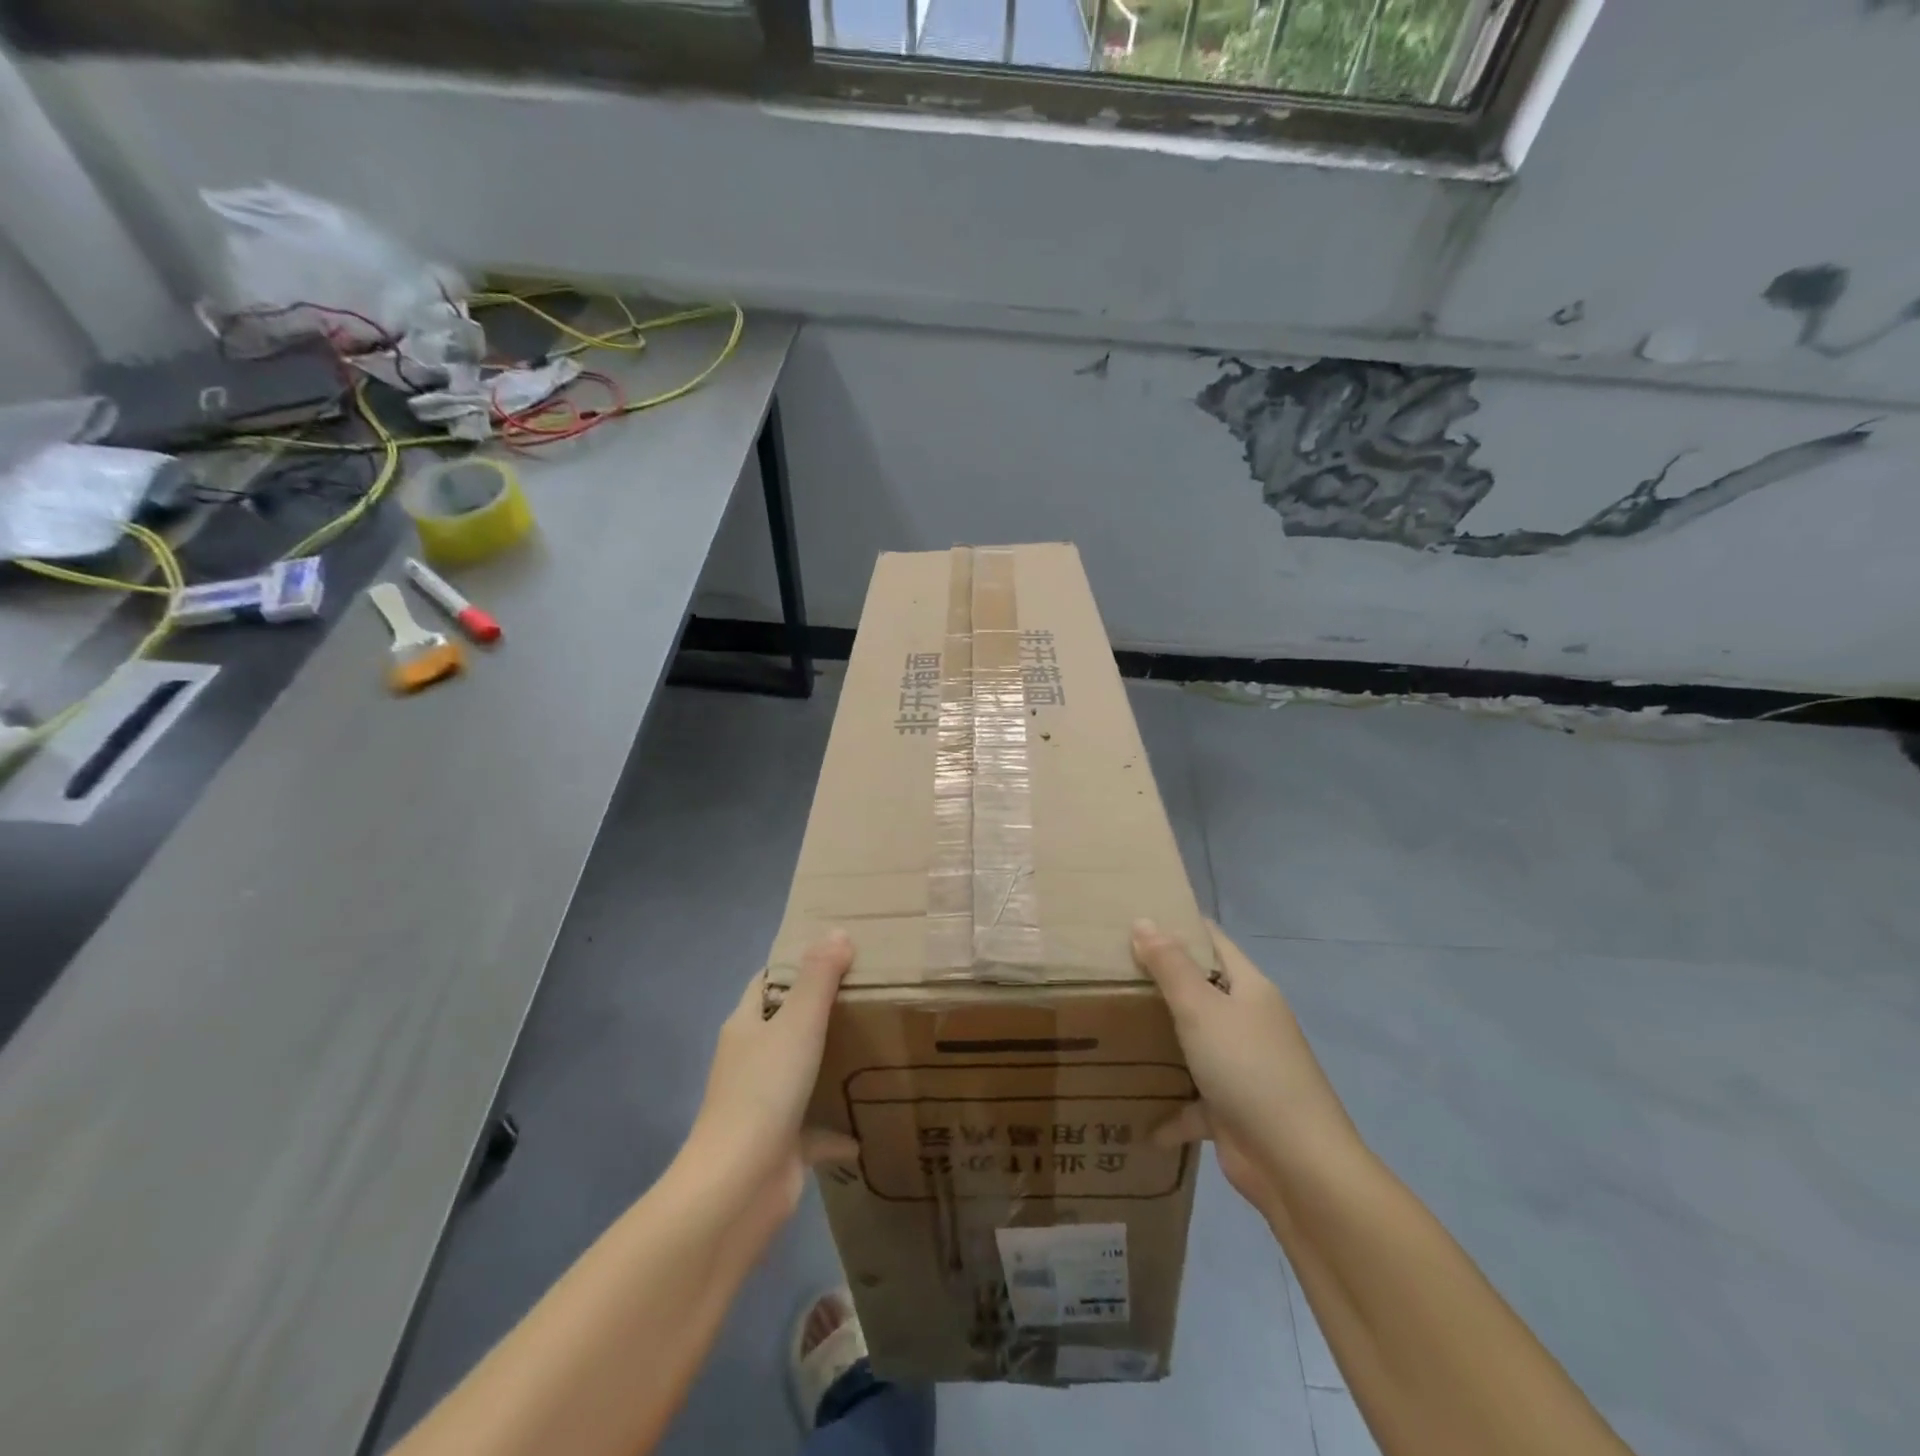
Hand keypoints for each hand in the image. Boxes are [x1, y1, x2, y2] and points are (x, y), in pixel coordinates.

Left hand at [681, 932, 859, 1240]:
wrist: (739, 1187)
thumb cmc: (765, 1091)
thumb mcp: (798, 1023)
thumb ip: (819, 977)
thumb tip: (837, 932)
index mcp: (746, 1026)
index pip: (768, 983)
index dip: (797, 965)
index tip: (839, 954)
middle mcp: (750, 1061)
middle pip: (786, 1026)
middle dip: (822, 1012)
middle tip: (871, 997)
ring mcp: (763, 1105)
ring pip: (801, 1075)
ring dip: (831, 1066)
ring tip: (877, 1048)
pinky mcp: (781, 1145)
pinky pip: (815, 1130)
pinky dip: (838, 1128)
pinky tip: (870, 1124)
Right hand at [1132, 920, 1357, 1226]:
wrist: (1296, 1164)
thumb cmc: (1248, 1069)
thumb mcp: (1202, 1009)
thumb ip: (1170, 966)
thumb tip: (1143, 920)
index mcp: (1249, 989)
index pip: (1213, 942)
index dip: (1179, 925)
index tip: (1133, 918)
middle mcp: (1247, 1022)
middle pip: (1199, 991)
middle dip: (1157, 982)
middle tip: (1107, 970)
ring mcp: (1241, 1067)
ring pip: (1192, 1044)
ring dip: (1158, 1042)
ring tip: (1109, 1028)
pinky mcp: (1230, 1110)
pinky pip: (1191, 1102)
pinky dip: (1167, 1109)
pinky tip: (1135, 1116)